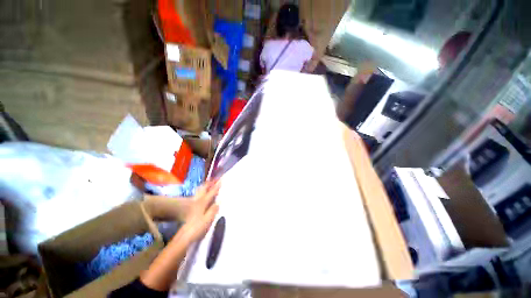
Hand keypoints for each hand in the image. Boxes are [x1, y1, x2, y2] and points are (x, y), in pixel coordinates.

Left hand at [179, 181, 219, 243]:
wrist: (183, 236)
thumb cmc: (196, 228)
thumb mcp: (207, 219)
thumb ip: (213, 210)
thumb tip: (218, 201)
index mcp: (203, 203)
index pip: (211, 192)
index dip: (216, 186)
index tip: (221, 180)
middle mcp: (197, 201)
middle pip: (203, 189)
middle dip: (209, 183)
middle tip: (214, 178)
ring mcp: (192, 203)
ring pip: (199, 191)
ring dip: (204, 186)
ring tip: (208, 183)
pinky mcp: (189, 207)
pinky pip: (197, 195)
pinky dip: (200, 191)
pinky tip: (201, 193)